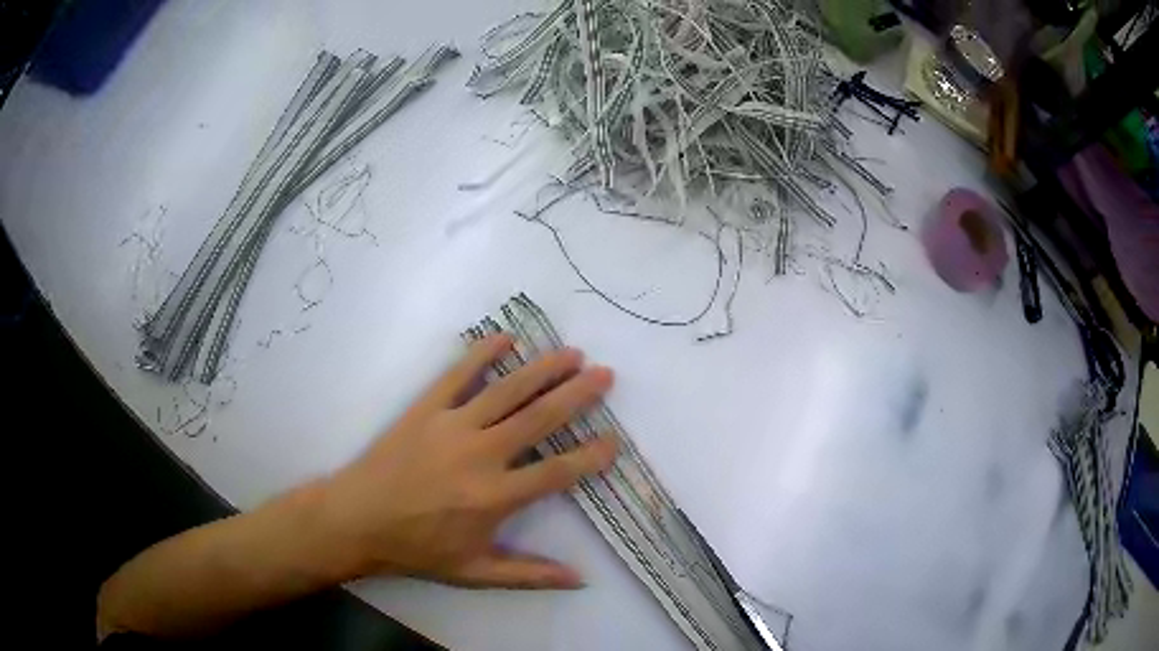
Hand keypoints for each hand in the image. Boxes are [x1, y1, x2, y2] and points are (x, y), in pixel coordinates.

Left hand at [318, 333, 617, 588]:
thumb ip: (529, 574)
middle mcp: (480, 455)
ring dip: (542, 370)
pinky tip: (506, 338)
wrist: (358, 519)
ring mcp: (452, 426)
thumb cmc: (417, 548)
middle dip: (577, 396)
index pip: (557, 472)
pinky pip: (457, 374)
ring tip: (572, 353)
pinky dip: (482, 353)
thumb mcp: (474, 572)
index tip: (613, 441)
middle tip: (605, 375)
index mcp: (495, 497)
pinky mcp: (425, 408)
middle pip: (539, 419)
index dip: (590, 456)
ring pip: (506, 391)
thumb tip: (580, 579)